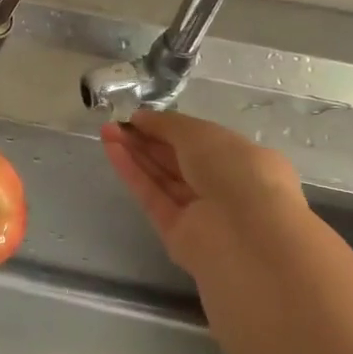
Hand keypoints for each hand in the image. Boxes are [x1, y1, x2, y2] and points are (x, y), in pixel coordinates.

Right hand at [100, 109, 310, 283]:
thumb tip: (140, 118)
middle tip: (115, 122)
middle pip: (177, 159)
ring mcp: (200, 213)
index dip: (169, 127)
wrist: (246, 237)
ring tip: (106, 131)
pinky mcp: (177, 234)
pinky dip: (132, 173)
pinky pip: (152, 197)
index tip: (139, 116)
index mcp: (244, 161)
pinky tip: (111, 150)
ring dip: (135, 153)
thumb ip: (168, 125)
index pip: (201, 141)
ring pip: (162, 178)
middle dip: (147, 139)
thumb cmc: (236, 172)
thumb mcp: (202, 134)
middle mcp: (224, 187)